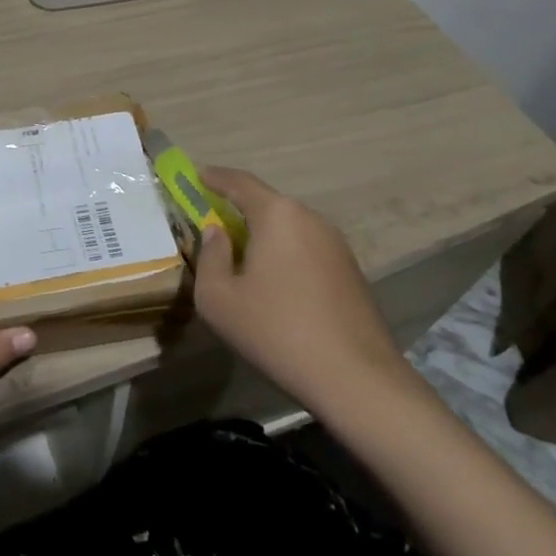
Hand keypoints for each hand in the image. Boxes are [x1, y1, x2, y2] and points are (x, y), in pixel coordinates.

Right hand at [192, 166, 413, 417]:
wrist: (358, 380)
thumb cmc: (277, 331)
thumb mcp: (219, 298)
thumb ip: (210, 257)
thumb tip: (217, 233)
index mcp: (277, 214)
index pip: (239, 181)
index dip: (214, 177)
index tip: (197, 175)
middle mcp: (309, 218)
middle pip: (266, 204)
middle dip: (238, 209)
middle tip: (214, 223)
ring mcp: (336, 245)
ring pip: (288, 228)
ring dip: (263, 236)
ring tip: (243, 258)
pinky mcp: (352, 272)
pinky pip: (307, 249)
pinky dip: (285, 255)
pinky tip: (276, 286)